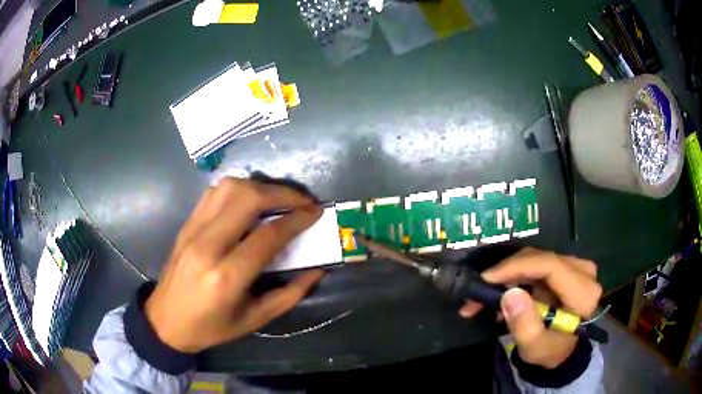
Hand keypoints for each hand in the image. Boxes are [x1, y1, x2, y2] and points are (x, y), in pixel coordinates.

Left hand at [144, 178, 325, 352]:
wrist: (165, 321)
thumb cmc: (211, 328)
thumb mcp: (254, 320)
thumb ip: (289, 295)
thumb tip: (318, 270)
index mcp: (227, 277)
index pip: (268, 235)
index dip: (298, 219)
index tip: (316, 212)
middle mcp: (207, 245)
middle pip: (248, 199)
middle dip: (282, 193)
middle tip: (302, 201)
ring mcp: (193, 230)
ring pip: (229, 188)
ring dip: (259, 187)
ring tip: (277, 199)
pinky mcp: (186, 224)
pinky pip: (213, 193)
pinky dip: (237, 189)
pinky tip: (249, 201)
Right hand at [459, 248, 601, 367]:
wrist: (563, 349)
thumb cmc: (550, 351)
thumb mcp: (535, 347)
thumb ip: (524, 325)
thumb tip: (509, 293)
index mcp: (583, 293)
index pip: (550, 266)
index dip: (517, 267)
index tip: (486, 278)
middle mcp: (583, 272)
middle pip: (540, 260)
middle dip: (506, 273)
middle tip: (477, 290)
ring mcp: (576, 266)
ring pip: (535, 259)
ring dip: (507, 275)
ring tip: (482, 296)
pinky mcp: (566, 266)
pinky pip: (536, 264)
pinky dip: (514, 276)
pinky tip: (499, 293)